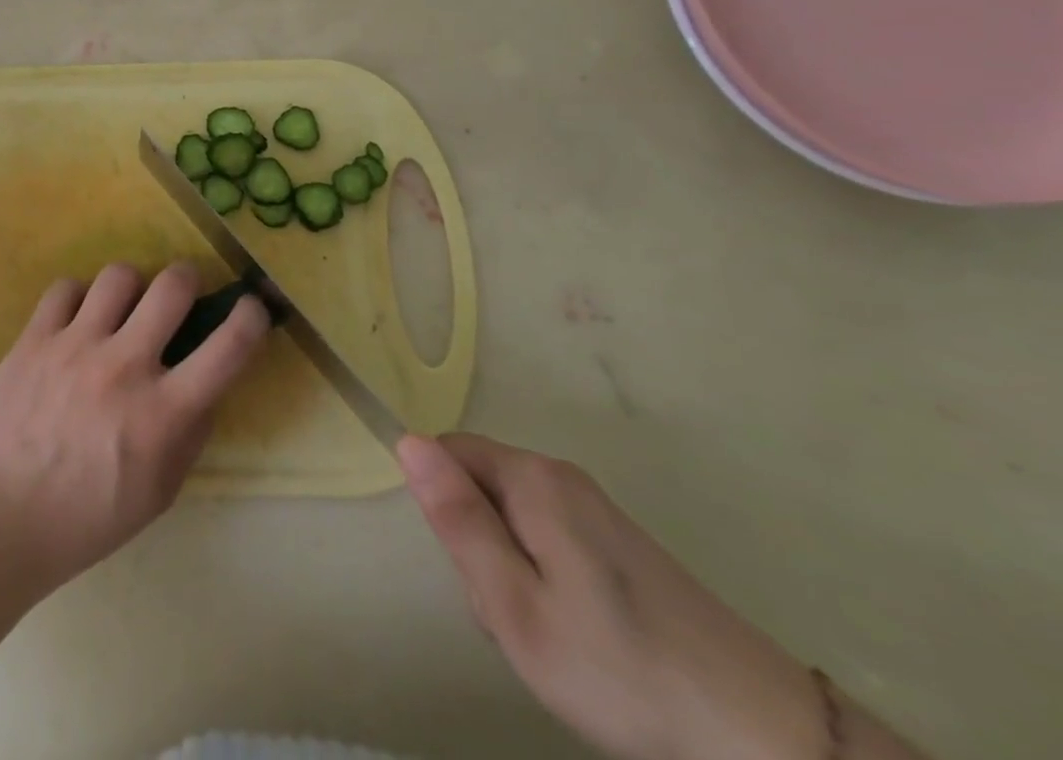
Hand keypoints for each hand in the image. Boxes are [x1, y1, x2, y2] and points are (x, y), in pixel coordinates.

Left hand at [0, 261, 270, 590]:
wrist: (0, 517)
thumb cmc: (88, 517)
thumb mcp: (159, 492)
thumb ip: (189, 436)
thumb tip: (205, 389)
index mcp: (163, 413)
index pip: (226, 350)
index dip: (251, 318)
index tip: (253, 307)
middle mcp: (125, 367)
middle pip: (172, 287)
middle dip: (187, 278)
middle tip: (180, 290)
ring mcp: (76, 346)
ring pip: (119, 275)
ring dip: (131, 286)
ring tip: (122, 305)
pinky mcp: (35, 338)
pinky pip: (65, 288)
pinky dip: (78, 298)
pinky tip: (75, 319)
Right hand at [399, 434, 819, 759]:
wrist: (763, 736)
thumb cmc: (619, 669)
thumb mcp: (515, 605)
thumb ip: (458, 520)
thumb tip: (407, 441)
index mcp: (531, 478)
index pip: (447, 454)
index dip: (446, 510)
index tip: (475, 572)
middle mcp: (561, 476)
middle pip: (480, 487)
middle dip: (480, 547)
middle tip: (517, 619)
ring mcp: (595, 508)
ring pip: (513, 519)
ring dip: (512, 571)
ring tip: (551, 637)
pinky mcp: (620, 542)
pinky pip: (550, 540)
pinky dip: (547, 582)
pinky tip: (581, 638)